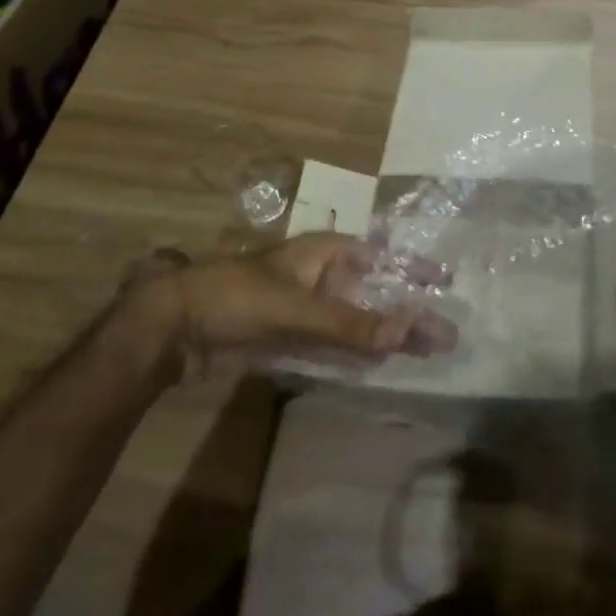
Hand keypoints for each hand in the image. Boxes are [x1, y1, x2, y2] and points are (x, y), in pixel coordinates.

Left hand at [125, 234, 457, 381]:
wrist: (171, 327)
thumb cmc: (237, 298)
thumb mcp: (297, 308)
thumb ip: (351, 323)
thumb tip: (408, 330)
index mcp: (324, 253)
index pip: (380, 257)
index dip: (412, 269)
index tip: (444, 282)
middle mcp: (319, 276)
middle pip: (373, 292)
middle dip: (406, 310)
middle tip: (444, 332)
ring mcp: (303, 308)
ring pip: (356, 319)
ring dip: (385, 333)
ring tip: (422, 350)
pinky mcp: (288, 336)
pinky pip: (333, 341)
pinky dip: (356, 350)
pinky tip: (377, 363)